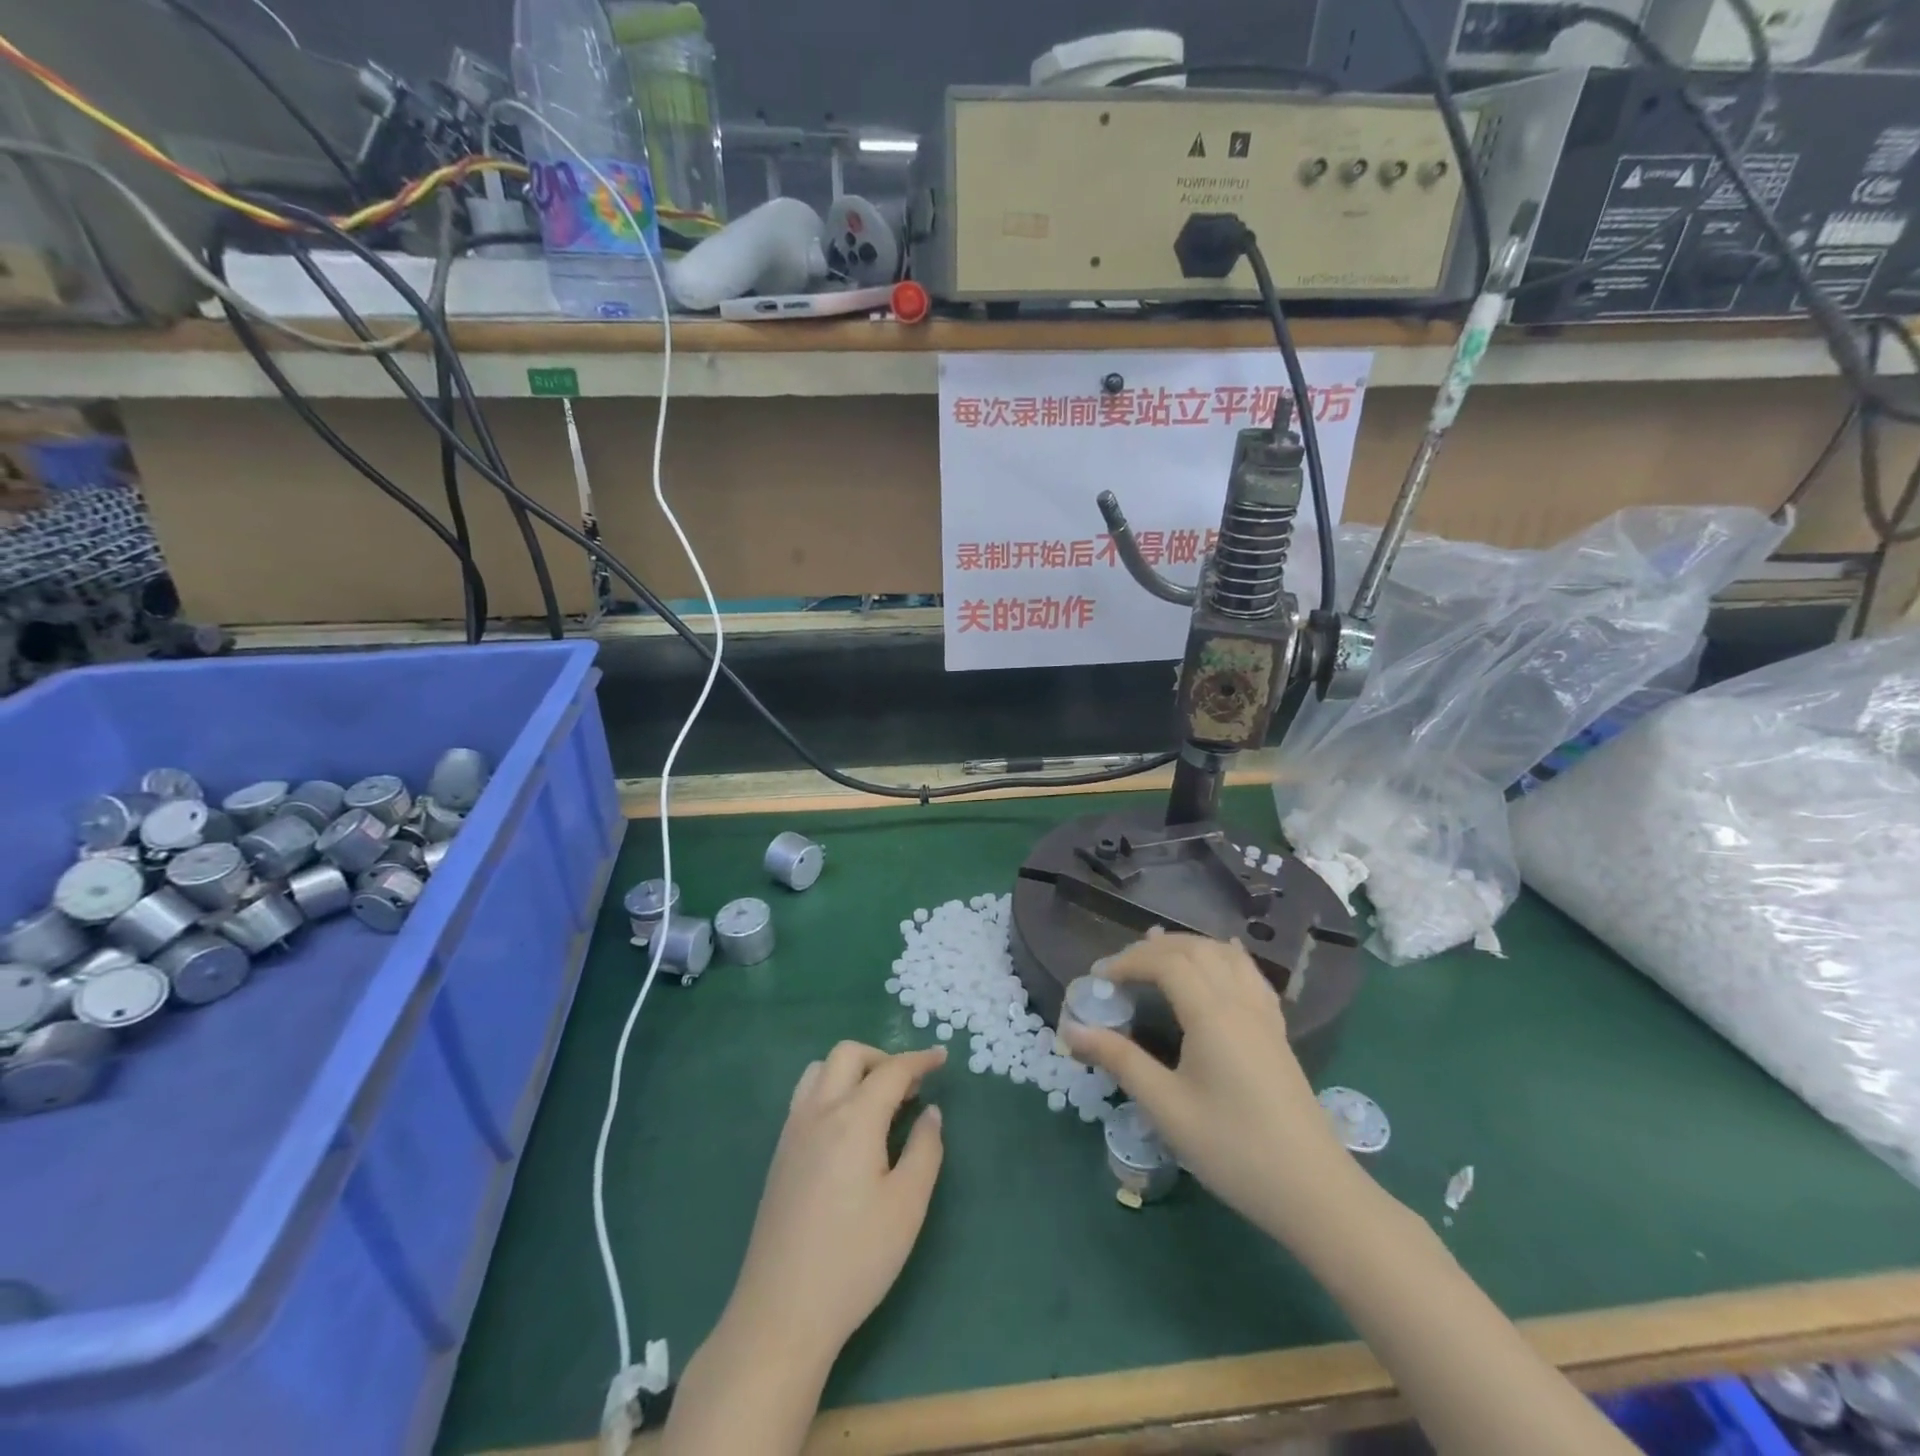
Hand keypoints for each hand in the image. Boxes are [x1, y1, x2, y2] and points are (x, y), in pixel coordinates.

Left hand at [725, 1042, 946, 1355]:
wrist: (781, 1312)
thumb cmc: (855, 1259)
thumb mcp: (907, 1206)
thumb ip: (925, 1149)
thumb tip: (930, 1113)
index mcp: (854, 1118)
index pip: (891, 1071)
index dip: (919, 1060)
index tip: (942, 1057)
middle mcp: (819, 1111)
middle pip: (848, 1055)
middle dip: (882, 1058)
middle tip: (910, 1087)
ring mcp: (792, 1131)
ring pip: (820, 1070)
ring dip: (852, 1070)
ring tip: (878, 1102)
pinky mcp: (779, 1155)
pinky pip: (805, 1097)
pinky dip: (832, 1090)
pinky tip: (848, 1129)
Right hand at [1061, 932, 1357, 1242]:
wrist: (1313, 1191)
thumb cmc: (1233, 1149)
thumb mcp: (1167, 1108)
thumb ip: (1120, 1061)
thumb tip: (1071, 1030)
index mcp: (1212, 1014)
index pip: (1166, 963)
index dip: (1128, 962)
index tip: (1097, 980)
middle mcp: (1239, 1001)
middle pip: (1194, 949)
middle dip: (1151, 950)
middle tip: (1118, 970)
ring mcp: (1263, 1015)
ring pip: (1224, 955)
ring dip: (1187, 946)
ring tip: (1158, 951)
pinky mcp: (1277, 1032)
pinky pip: (1250, 974)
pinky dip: (1225, 956)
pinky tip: (1221, 956)